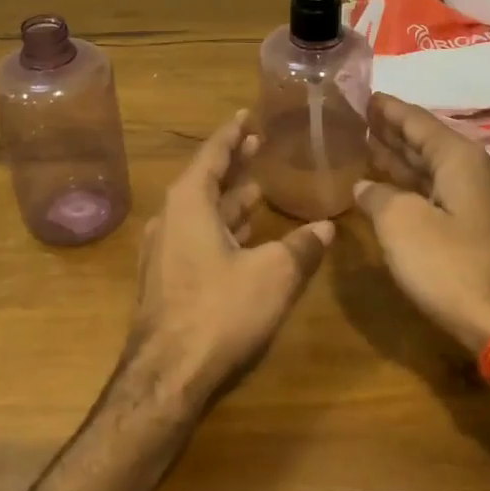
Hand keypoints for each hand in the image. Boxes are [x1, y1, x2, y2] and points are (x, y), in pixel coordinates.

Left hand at [128, 111, 334, 403]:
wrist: (166, 376)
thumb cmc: (220, 310)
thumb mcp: (273, 275)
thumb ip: (301, 247)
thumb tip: (326, 227)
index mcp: (189, 203)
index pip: (212, 154)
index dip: (232, 133)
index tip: (246, 115)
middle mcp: (170, 219)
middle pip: (205, 180)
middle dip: (232, 163)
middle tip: (258, 144)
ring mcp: (163, 251)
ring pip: (201, 213)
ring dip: (229, 199)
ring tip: (257, 187)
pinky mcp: (166, 279)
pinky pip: (197, 237)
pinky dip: (222, 228)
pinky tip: (243, 236)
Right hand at [353, 93, 489, 354]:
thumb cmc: (451, 265)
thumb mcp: (401, 224)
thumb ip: (378, 197)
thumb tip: (364, 187)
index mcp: (460, 158)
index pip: (417, 121)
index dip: (388, 109)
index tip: (364, 96)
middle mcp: (477, 171)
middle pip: (427, 143)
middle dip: (393, 132)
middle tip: (360, 120)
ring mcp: (483, 202)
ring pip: (434, 170)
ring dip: (402, 161)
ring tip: (369, 148)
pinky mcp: (483, 230)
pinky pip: (441, 194)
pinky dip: (414, 187)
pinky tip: (393, 192)